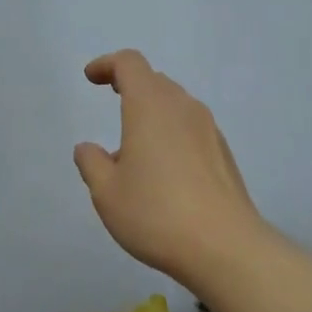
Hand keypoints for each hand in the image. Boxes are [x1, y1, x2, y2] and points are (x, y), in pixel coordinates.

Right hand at [73, 50, 268, 290]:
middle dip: (131, 85)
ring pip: (176, 106)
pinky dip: (171, 134)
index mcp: (150, 106)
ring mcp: (209, 130)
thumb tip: (88, 148)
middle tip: (113, 99)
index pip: (130, 64)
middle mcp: (183, 108)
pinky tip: (163, 171)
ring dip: (152, 113)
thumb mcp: (106, 192)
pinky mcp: (223, 154)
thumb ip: (92, 164)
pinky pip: (191, 129)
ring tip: (133, 148)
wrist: (224, 246)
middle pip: (155, 82)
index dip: (107, 64)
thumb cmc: (156, 213)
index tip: (91, 77)